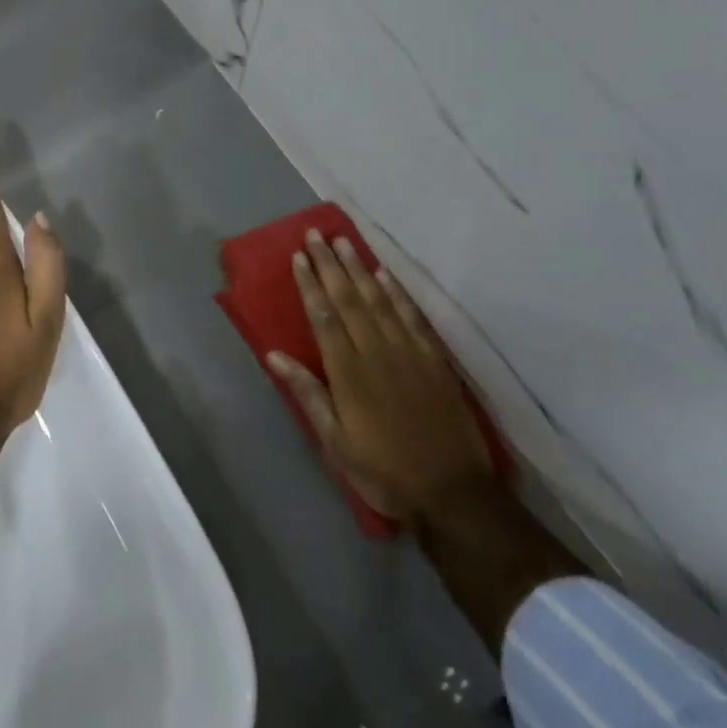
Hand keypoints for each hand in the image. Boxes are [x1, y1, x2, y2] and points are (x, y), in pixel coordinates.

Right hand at [267, 231, 493, 525]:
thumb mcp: (335, 442)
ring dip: (359, 269)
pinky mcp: (434, 360)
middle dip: (329, 265)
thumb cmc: (383, 471)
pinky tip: (385, 275)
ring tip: (344, 242)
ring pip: (379, 300)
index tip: (298, 256)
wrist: (452, 492)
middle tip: (315, 235)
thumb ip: (307, 394)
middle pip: (349, 299)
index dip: (310, 284)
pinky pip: (412, 317)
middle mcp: (377, 352)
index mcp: (348, 373)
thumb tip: (274, 355)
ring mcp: (409, 352)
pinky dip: (397, 293)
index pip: (324, 316)